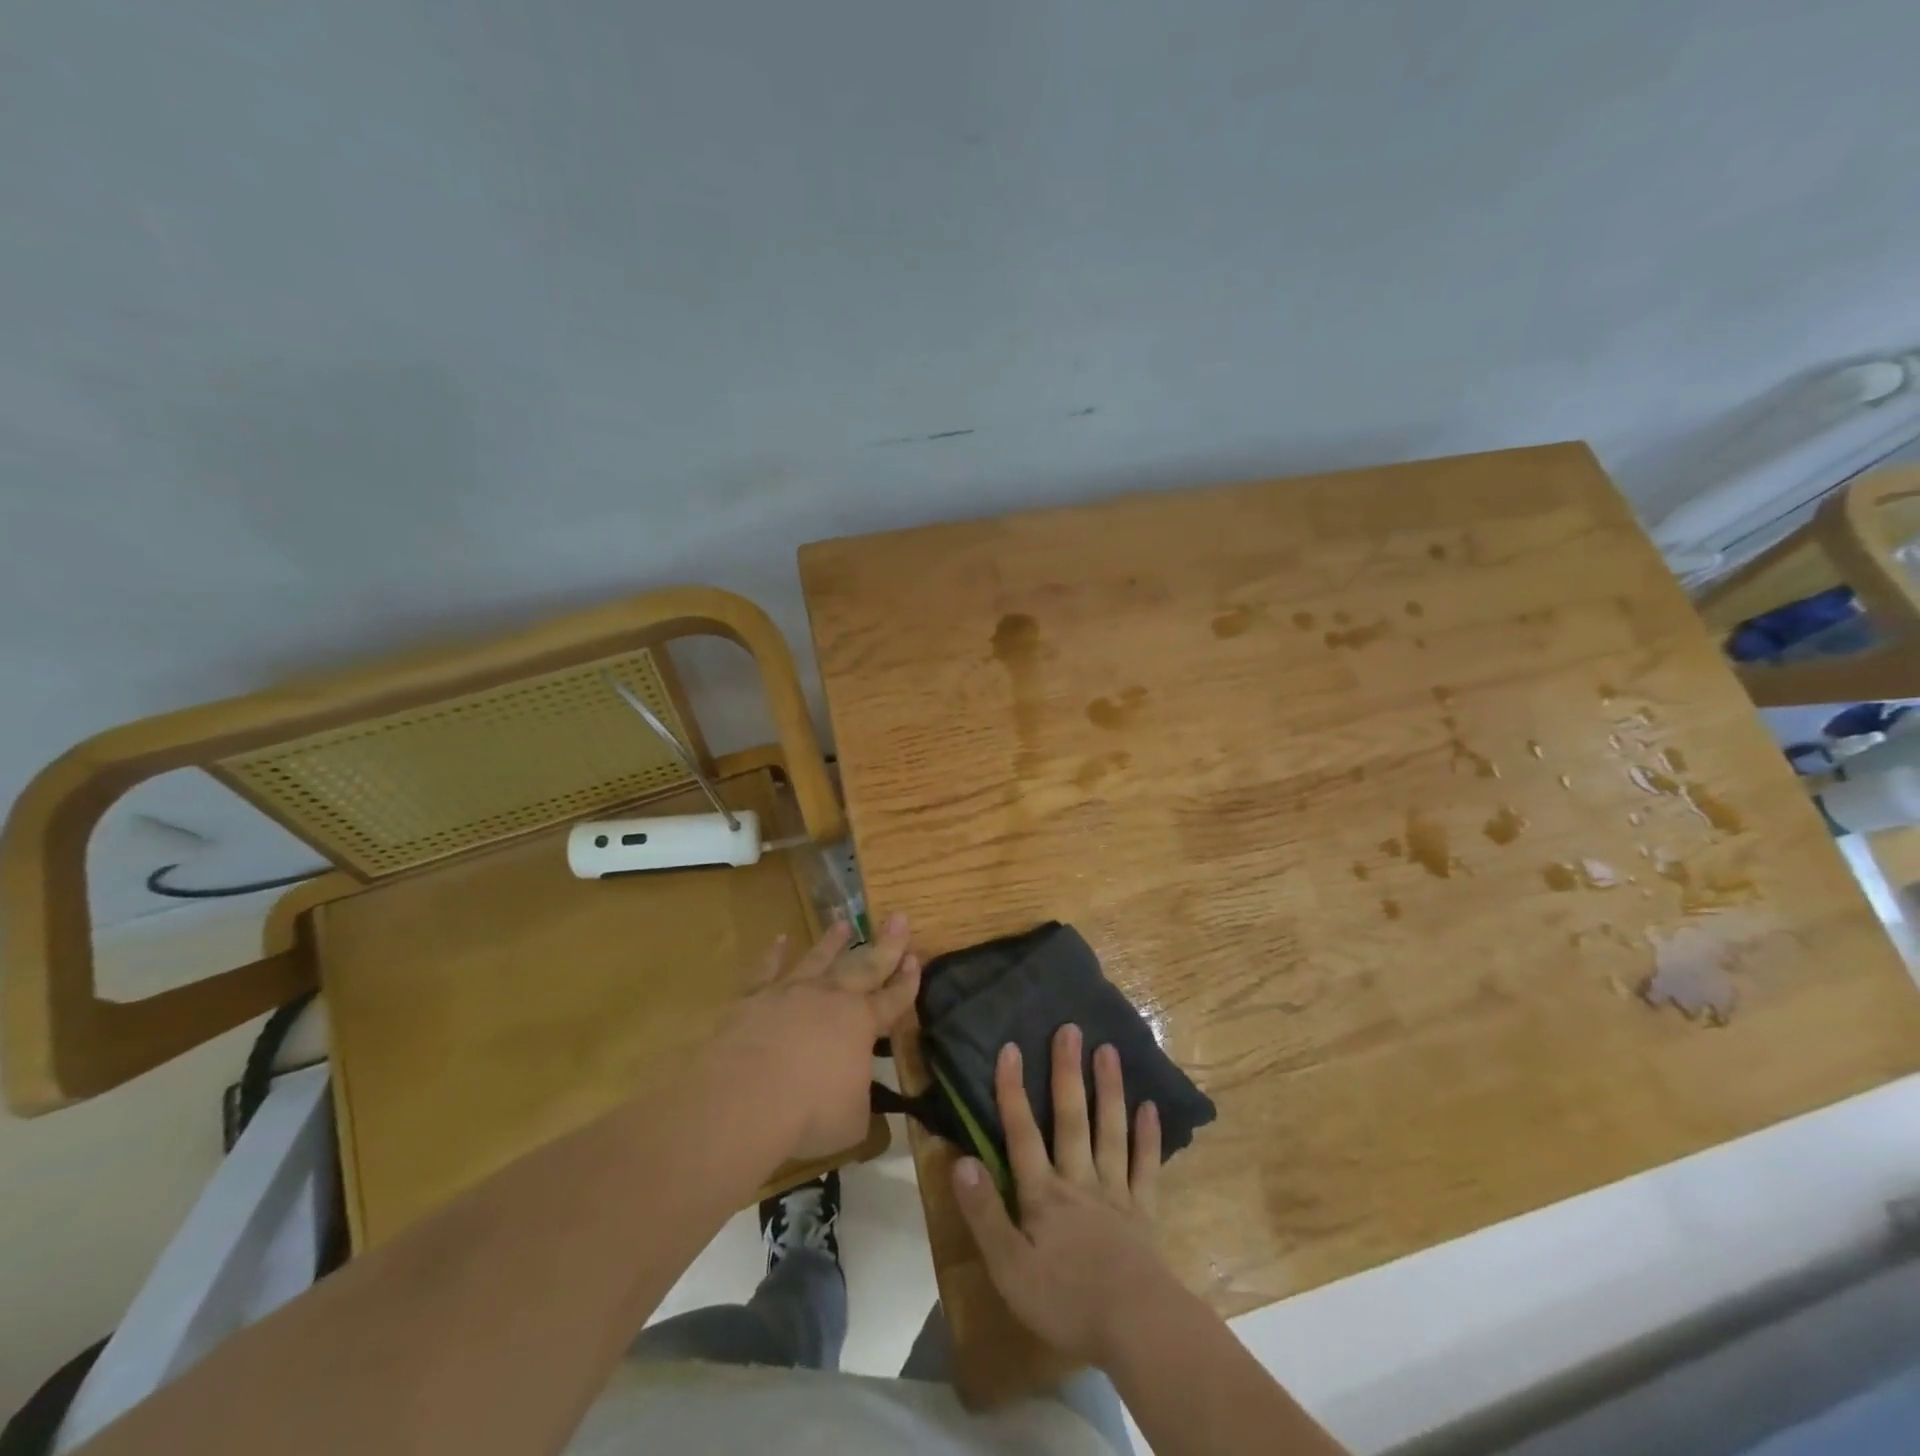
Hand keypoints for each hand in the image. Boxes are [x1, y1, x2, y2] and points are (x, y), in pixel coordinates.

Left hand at [714, 913, 919, 1161]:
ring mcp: (791, 992)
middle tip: (899, 918)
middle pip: (864, 965)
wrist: (747, 1096)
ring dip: (832, 942)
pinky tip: (779, 938)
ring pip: (818, 959)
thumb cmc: (810, 1112)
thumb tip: (859, 1100)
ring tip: (844, 923)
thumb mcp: (852, 1121)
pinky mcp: (754, 997)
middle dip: (886, 944)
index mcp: (861, 1023)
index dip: (907, 982)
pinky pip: (766, 969)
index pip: (893, 999)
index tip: (916, 958)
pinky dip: (774, 953)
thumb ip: (859, 1103)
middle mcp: (831, 997)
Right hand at [950, 1023, 1181, 1367]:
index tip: (1010, 1047)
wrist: (1135, 1327)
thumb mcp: (1009, 1268)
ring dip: (1108, 1089)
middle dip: (1067, 1073)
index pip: (1022, 1134)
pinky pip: (1146, 1167)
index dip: (1013, 1091)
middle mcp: (1079, 1180)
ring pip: (1110, 1131)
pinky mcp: (1144, 1212)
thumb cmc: (1064, 1301)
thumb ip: (984, 1214)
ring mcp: (1115, 1192)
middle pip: (1071, 1119)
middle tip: (1070, 1029)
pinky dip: (1148, 1136)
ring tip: (1108, 1049)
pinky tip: (1150, 1107)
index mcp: (1043, 1194)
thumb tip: (962, 1161)